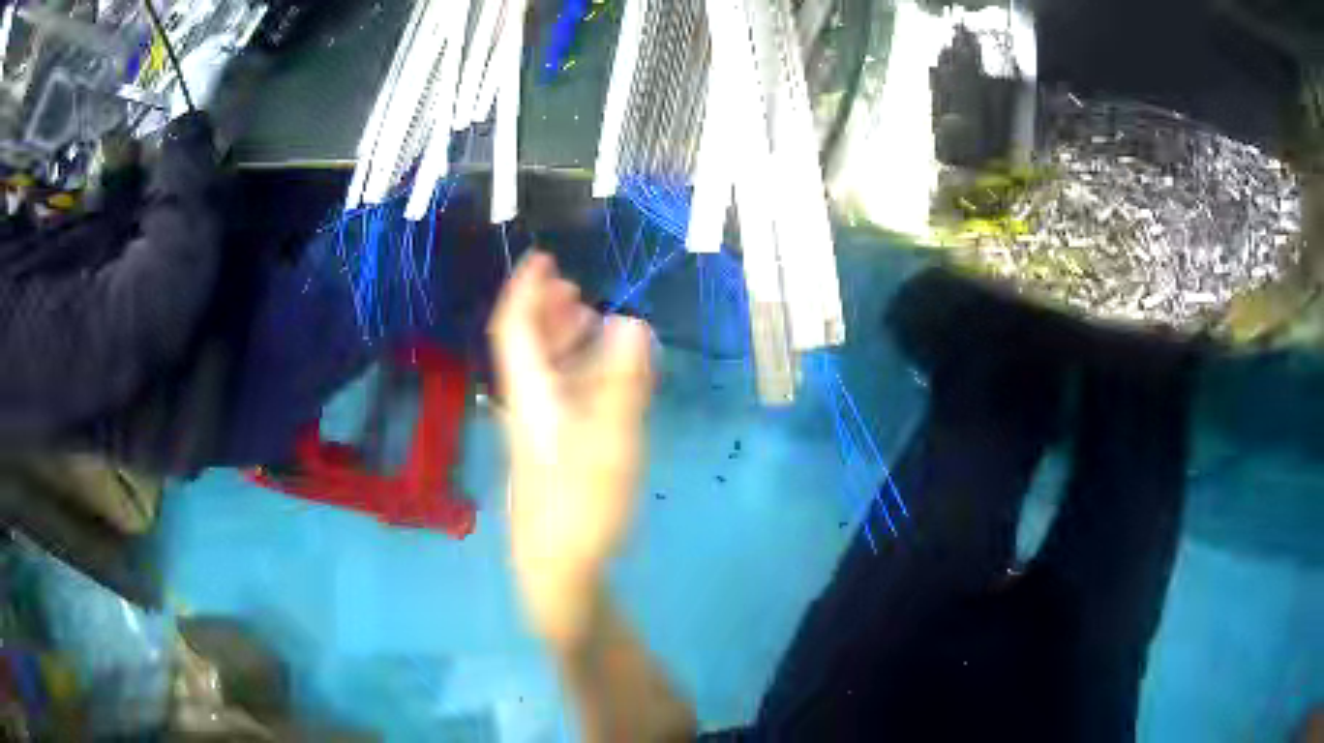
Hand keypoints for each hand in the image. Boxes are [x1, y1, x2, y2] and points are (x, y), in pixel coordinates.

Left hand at [490, 252, 653, 640]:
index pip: (516, 331)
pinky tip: (604, 379)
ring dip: (565, 343)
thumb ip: (623, 383)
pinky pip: (564, 400)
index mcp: (532, 397)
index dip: (526, 292)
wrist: (556, 569)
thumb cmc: (580, 507)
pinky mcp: (554, 456)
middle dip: (547, 312)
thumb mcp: (610, 443)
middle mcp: (530, 408)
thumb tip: (631, 321)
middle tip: (572, 287)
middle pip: (529, 349)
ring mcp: (541, 434)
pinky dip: (582, 377)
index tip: (542, 260)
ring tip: (591, 321)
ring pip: (547, 375)